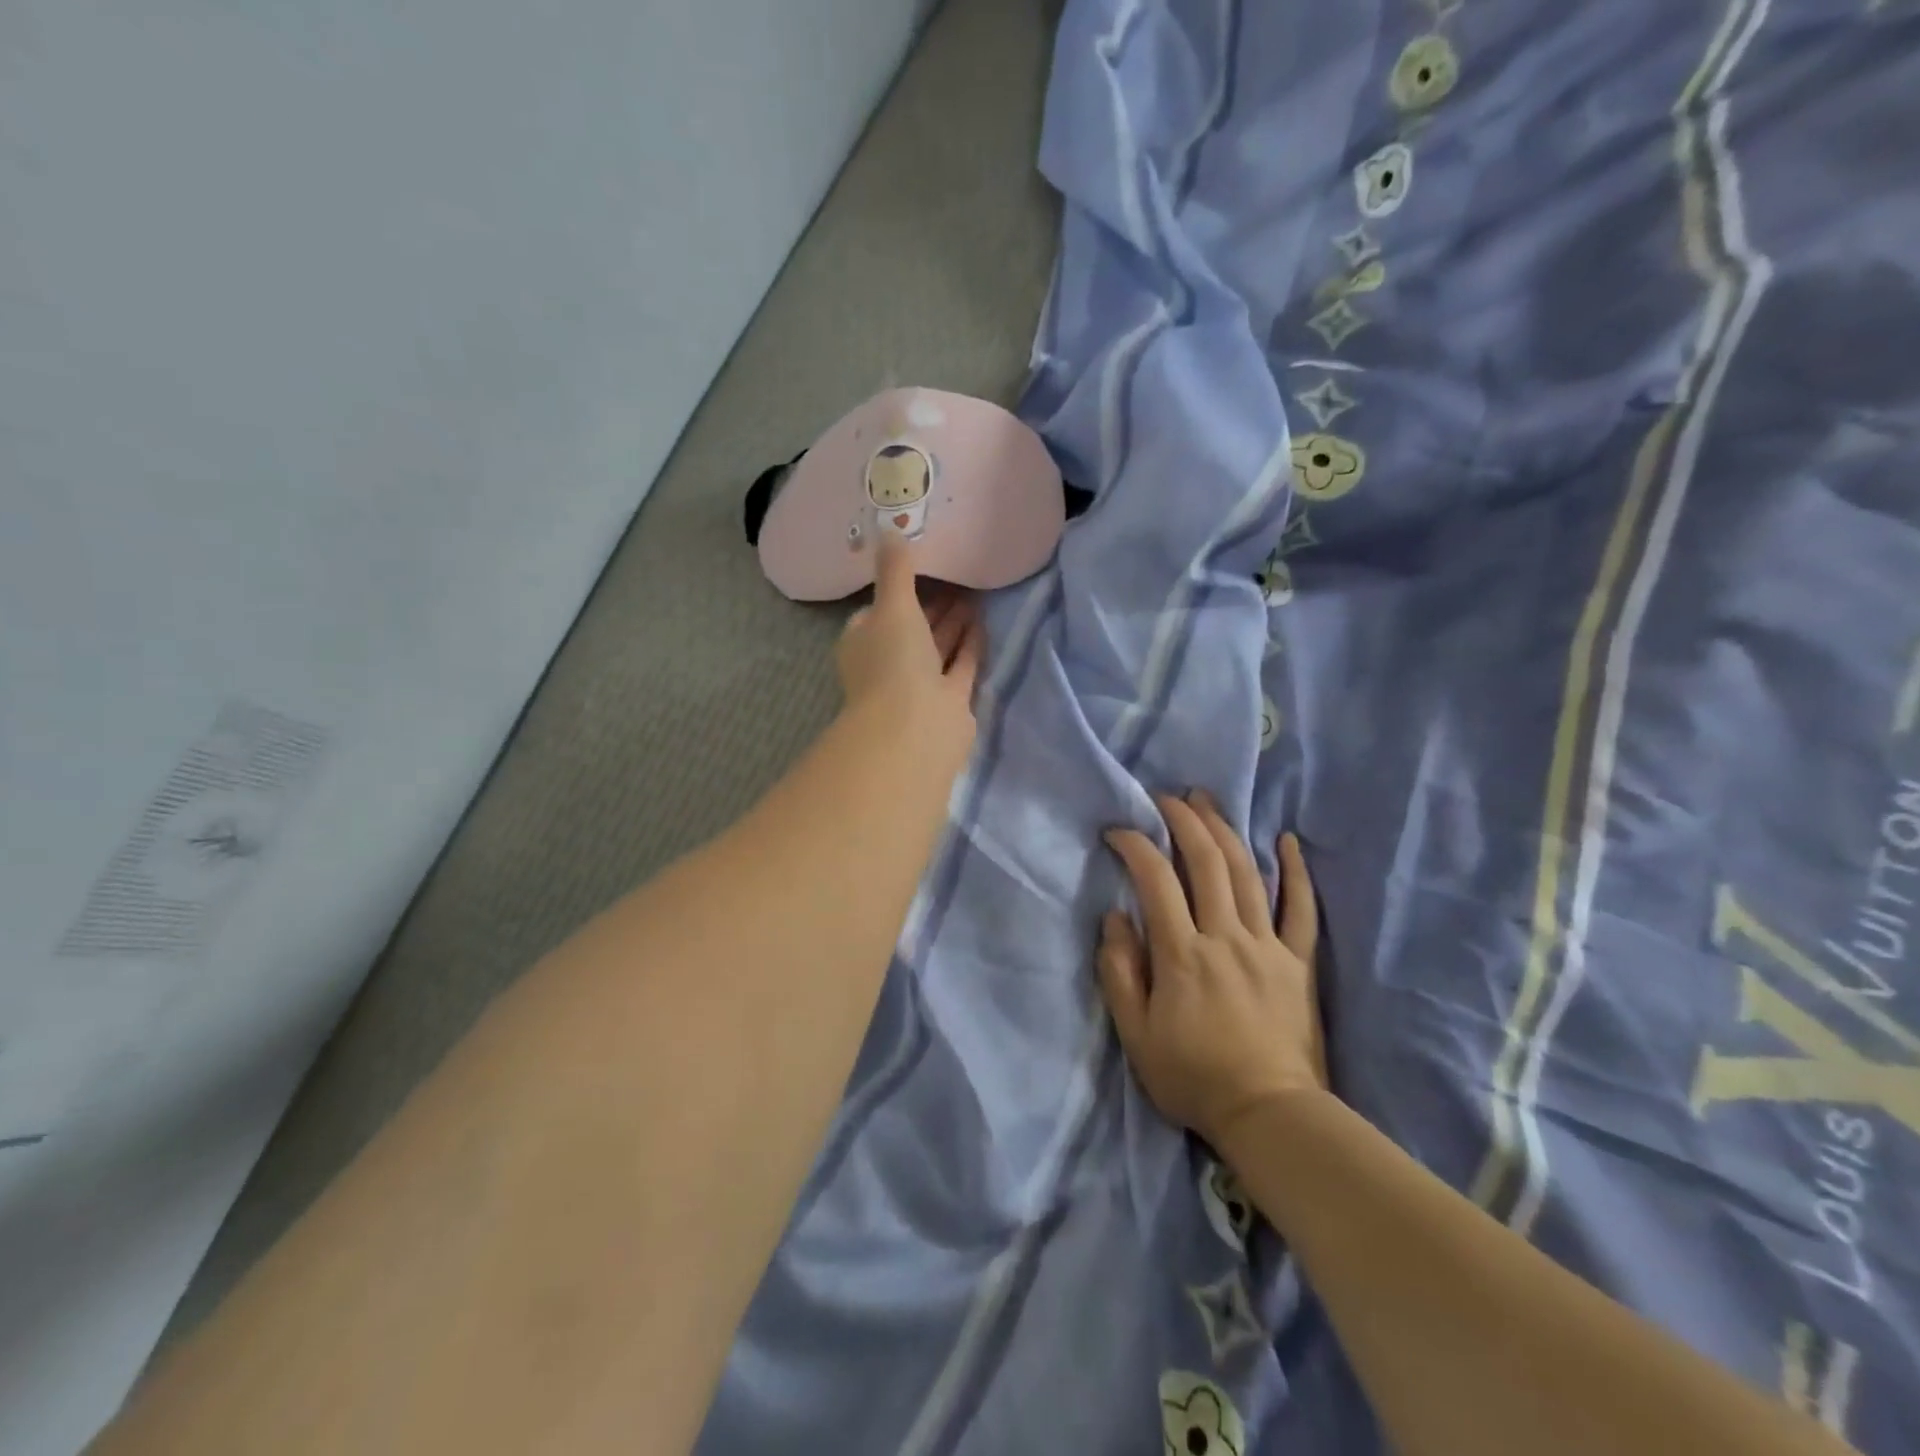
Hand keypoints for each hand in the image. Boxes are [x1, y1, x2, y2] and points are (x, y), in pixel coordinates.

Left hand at [835, 534, 982, 739]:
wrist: (915, 729)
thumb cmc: (893, 662)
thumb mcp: (891, 605)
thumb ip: (896, 570)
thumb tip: (891, 529)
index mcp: (864, 643)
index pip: (878, 612)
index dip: (899, 590)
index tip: (922, 567)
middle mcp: (889, 665)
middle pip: (913, 629)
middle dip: (933, 605)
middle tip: (959, 575)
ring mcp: (919, 686)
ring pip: (937, 647)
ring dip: (954, 623)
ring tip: (976, 592)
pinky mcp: (948, 702)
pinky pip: (959, 666)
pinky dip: (969, 645)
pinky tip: (984, 622)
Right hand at [1097, 791, 1325, 1147]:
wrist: (1269, 1115)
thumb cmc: (1193, 1077)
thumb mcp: (1135, 1035)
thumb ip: (1120, 972)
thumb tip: (1115, 918)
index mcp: (1182, 954)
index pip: (1156, 880)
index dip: (1135, 845)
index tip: (1117, 830)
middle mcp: (1225, 936)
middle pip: (1206, 862)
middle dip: (1183, 820)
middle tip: (1165, 797)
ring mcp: (1267, 945)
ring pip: (1247, 873)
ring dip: (1225, 830)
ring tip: (1207, 801)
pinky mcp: (1298, 962)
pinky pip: (1302, 909)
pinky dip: (1295, 872)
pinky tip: (1287, 841)